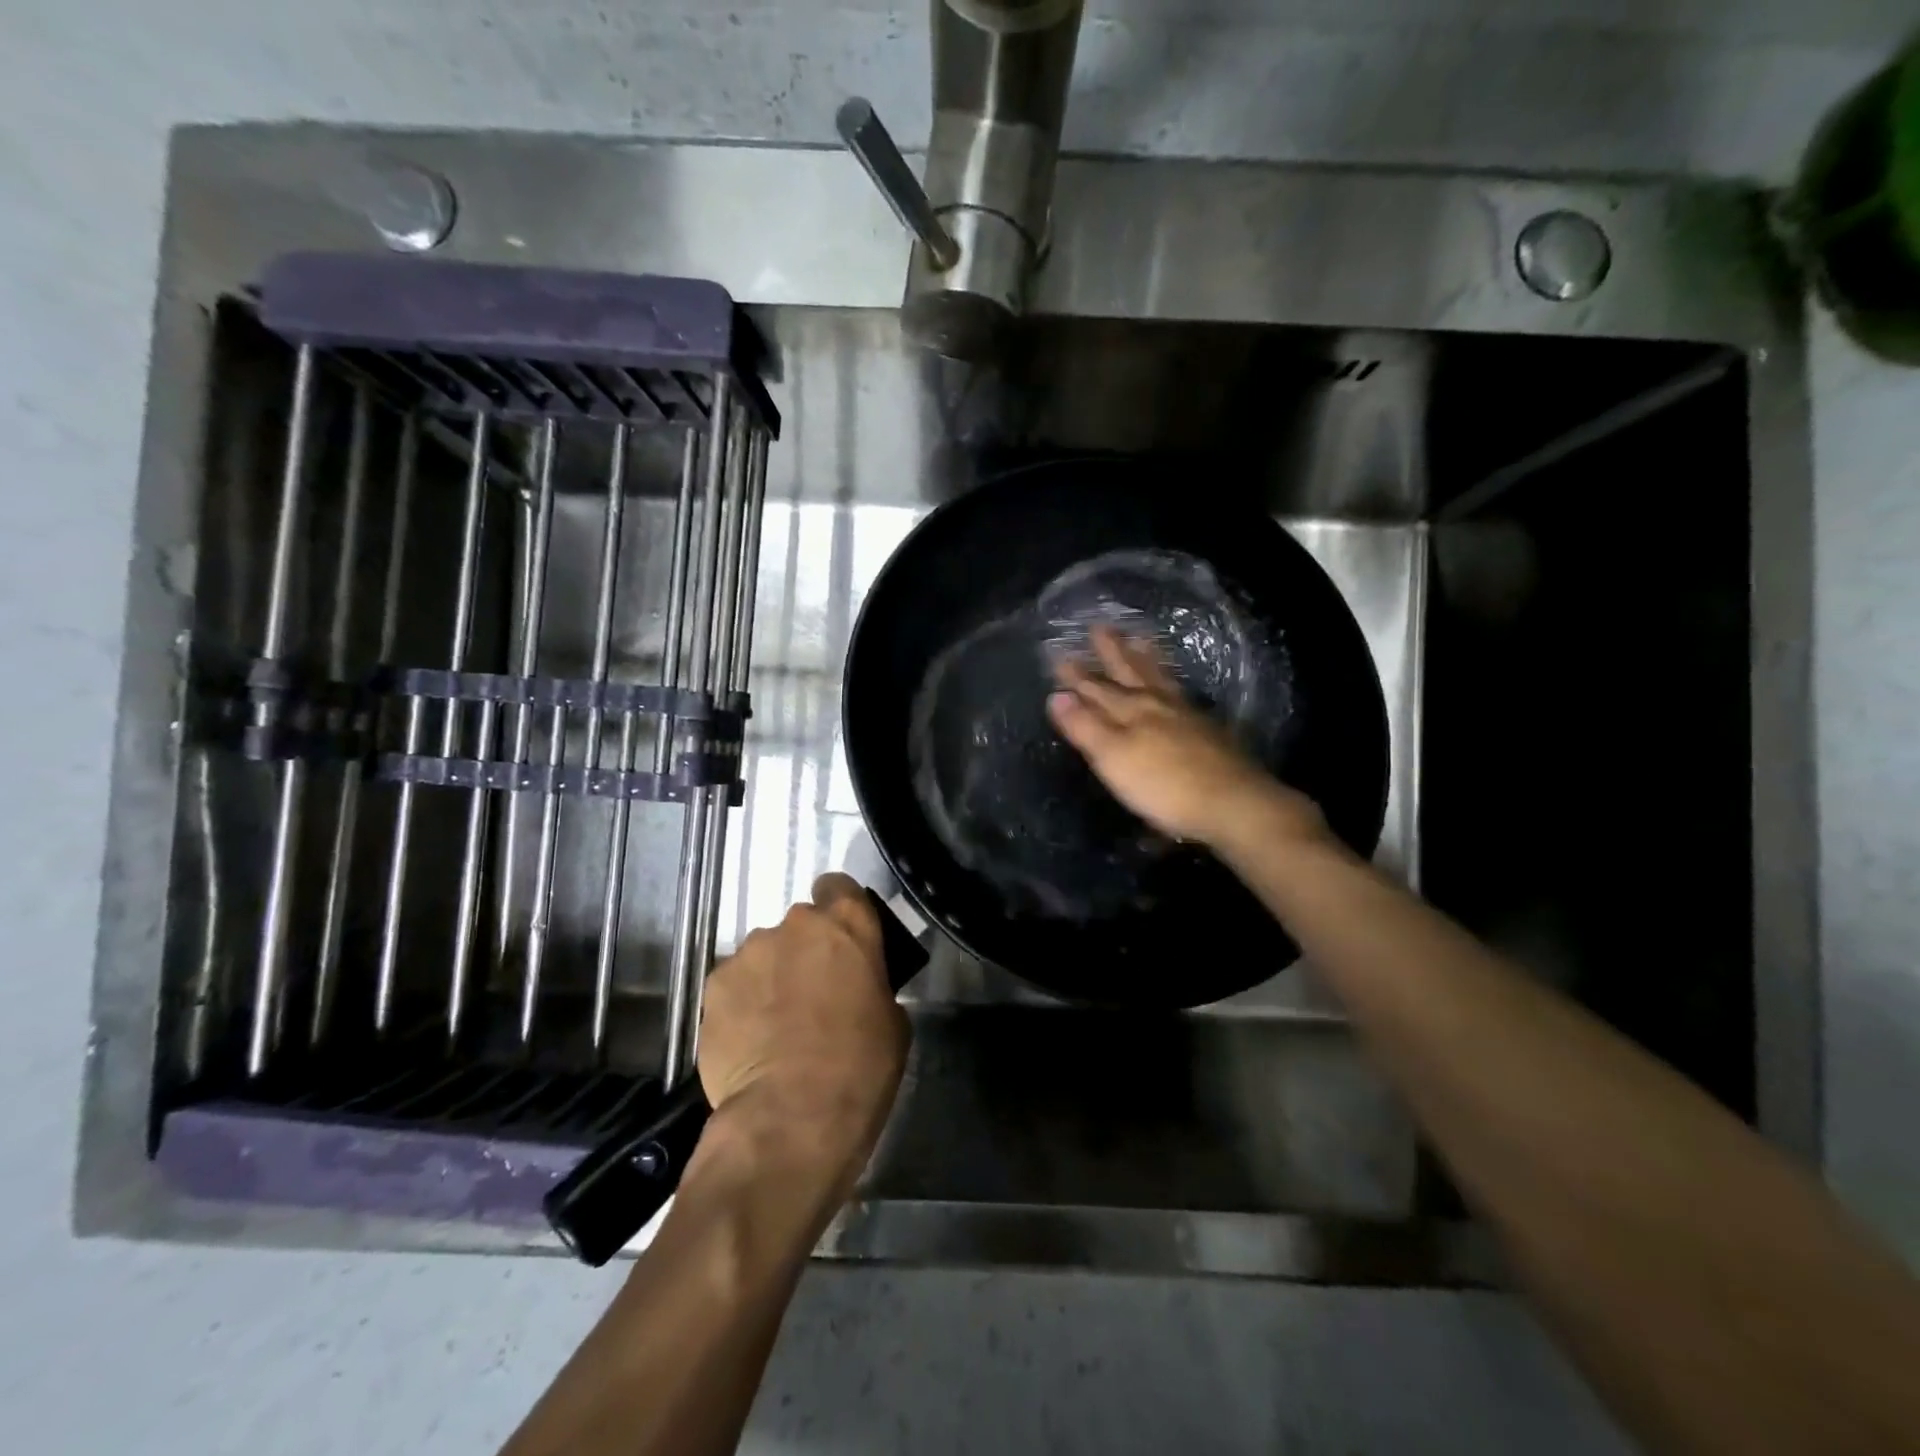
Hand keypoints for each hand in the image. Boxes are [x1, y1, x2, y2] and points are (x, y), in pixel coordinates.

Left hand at [697, 874, 909, 1193]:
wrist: (791, 1117)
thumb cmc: (860, 1067)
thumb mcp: (892, 1020)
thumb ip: (871, 984)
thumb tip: (856, 987)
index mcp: (847, 924)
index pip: (839, 886)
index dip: (839, 908)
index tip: (842, 940)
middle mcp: (795, 925)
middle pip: (800, 926)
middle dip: (805, 951)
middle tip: (812, 995)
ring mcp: (749, 953)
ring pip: (763, 955)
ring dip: (771, 977)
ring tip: (775, 1026)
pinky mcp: (713, 986)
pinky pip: (734, 985)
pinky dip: (742, 1004)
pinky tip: (749, 1042)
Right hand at [1047, 626, 1327, 851]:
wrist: (1231, 803)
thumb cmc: (1163, 785)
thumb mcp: (1113, 757)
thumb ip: (1085, 726)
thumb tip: (1056, 695)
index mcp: (1131, 711)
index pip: (1096, 688)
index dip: (1077, 675)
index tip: (1059, 654)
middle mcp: (1158, 705)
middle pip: (1130, 673)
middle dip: (1113, 652)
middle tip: (1101, 626)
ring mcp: (1186, 716)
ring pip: (1160, 679)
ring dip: (1146, 658)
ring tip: (1141, 637)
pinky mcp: (1208, 732)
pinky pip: (1182, 694)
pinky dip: (1172, 682)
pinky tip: (1174, 686)